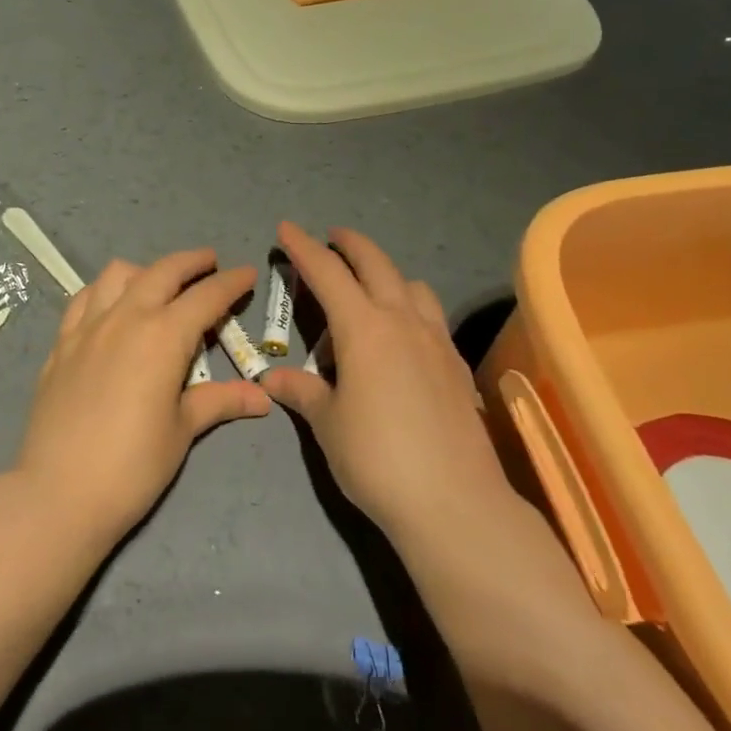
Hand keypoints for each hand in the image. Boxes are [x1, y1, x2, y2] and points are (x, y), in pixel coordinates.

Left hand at [14, 249, 271, 548]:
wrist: (59, 492)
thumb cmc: (132, 465)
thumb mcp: (182, 431)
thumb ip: (219, 401)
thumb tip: (262, 396)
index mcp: (163, 336)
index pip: (206, 297)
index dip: (231, 282)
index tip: (247, 273)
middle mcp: (126, 317)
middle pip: (163, 271)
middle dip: (191, 262)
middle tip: (210, 263)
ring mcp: (88, 327)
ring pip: (118, 274)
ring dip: (146, 271)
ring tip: (158, 285)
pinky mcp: (62, 343)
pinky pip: (84, 299)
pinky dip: (104, 291)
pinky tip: (110, 307)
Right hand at [262, 222, 508, 540]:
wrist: (455, 503)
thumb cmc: (378, 459)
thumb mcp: (328, 424)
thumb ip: (301, 392)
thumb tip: (272, 378)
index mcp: (364, 328)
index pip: (328, 273)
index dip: (304, 247)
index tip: (286, 228)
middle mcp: (403, 321)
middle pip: (376, 263)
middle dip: (350, 244)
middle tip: (332, 237)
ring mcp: (437, 341)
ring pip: (413, 286)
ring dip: (387, 275)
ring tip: (370, 292)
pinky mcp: (458, 366)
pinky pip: (432, 318)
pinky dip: (411, 309)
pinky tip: (403, 340)